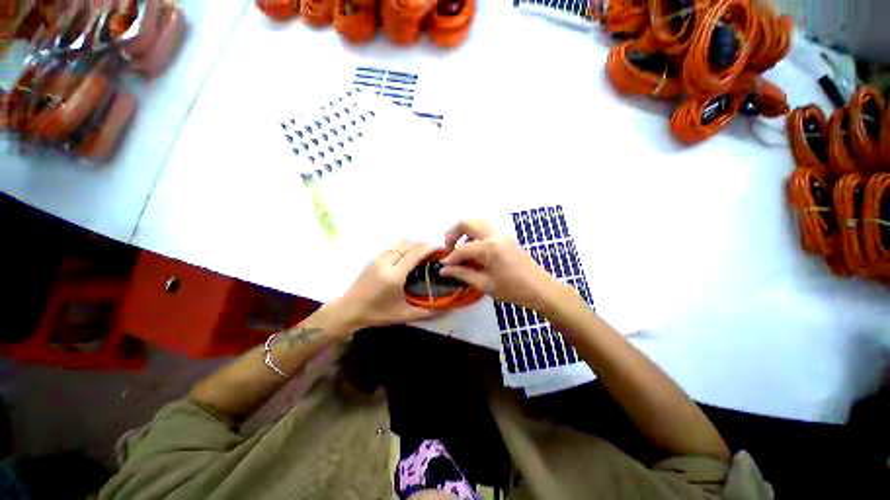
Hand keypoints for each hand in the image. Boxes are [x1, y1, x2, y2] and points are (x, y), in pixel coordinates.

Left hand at [331, 240, 439, 331]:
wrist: (348, 310)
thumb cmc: (376, 314)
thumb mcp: (403, 315)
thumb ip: (426, 313)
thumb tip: (446, 311)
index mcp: (394, 276)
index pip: (415, 254)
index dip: (430, 248)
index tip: (442, 249)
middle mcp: (386, 262)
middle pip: (409, 244)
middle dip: (425, 244)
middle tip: (436, 251)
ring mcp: (378, 258)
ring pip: (400, 243)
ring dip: (415, 244)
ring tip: (425, 252)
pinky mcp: (374, 258)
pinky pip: (393, 246)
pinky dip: (405, 246)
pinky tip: (410, 256)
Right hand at [439, 220, 560, 310]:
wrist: (540, 288)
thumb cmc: (513, 289)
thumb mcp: (485, 284)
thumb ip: (462, 273)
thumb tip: (443, 270)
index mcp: (490, 247)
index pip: (463, 248)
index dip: (450, 257)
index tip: (443, 266)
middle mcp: (495, 235)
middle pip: (467, 223)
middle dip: (453, 233)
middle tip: (449, 249)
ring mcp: (502, 234)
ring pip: (477, 222)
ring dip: (464, 232)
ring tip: (459, 248)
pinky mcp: (506, 237)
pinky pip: (485, 229)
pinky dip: (474, 234)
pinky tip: (473, 249)